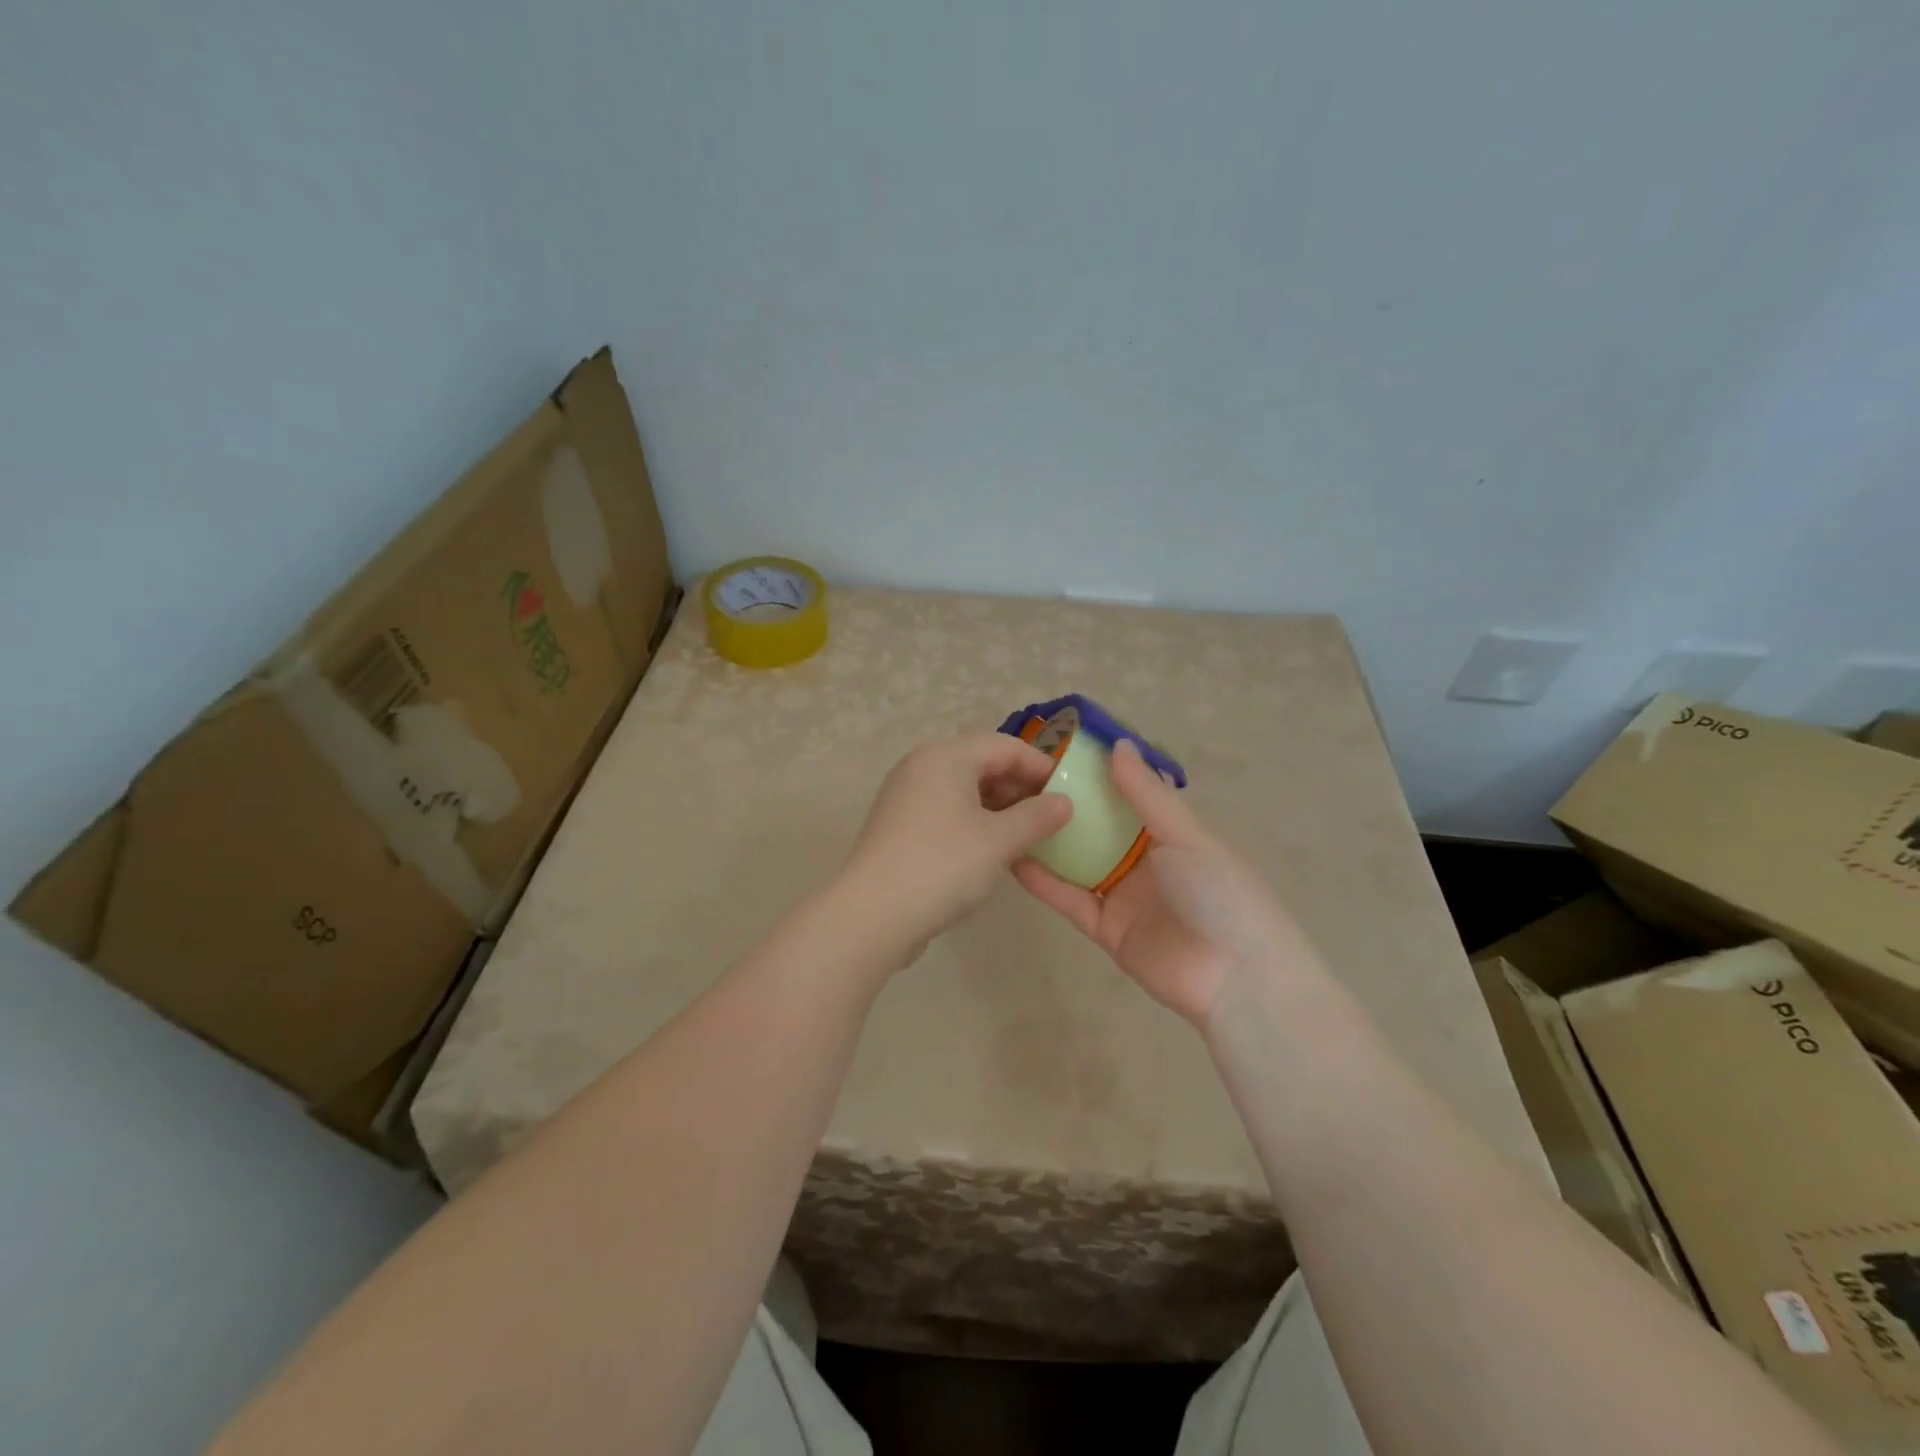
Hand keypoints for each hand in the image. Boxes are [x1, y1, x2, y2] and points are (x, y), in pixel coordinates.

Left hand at [840, 733, 1072, 959]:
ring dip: (1000, 809)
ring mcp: (906, 797)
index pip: (1005, 746)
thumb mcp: (999, 840)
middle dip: (1021, 789)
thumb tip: (1064, 802)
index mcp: (945, 757)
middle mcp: (922, 767)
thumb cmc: (943, 865)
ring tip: (1028, 837)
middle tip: (1052, 819)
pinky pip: (947, 812)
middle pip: (983, 765)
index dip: (1041, 767)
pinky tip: (993, 851)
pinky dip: (975, 823)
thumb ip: (1037, 817)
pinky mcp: (899, 826)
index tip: (1069, 794)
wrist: (873, 914)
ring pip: (965, 791)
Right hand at [1014, 739, 1311, 1027]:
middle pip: (1098, 829)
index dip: (1098, 775)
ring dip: (1050, 843)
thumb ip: (1147, 794)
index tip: (1059, 751)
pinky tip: (1015, 859)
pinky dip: (1045, 882)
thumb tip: (1117, 744)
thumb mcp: (1186, 836)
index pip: (1128, 796)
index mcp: (1170, 833)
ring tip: (1009, 816)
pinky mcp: (1106, 929)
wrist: (1235, 978)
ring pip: (1078, 863)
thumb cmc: (1219, 892)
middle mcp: (1145, 860)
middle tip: (1021, 781)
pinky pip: (1071, 900)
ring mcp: (1123, 895)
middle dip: (1066, 807)